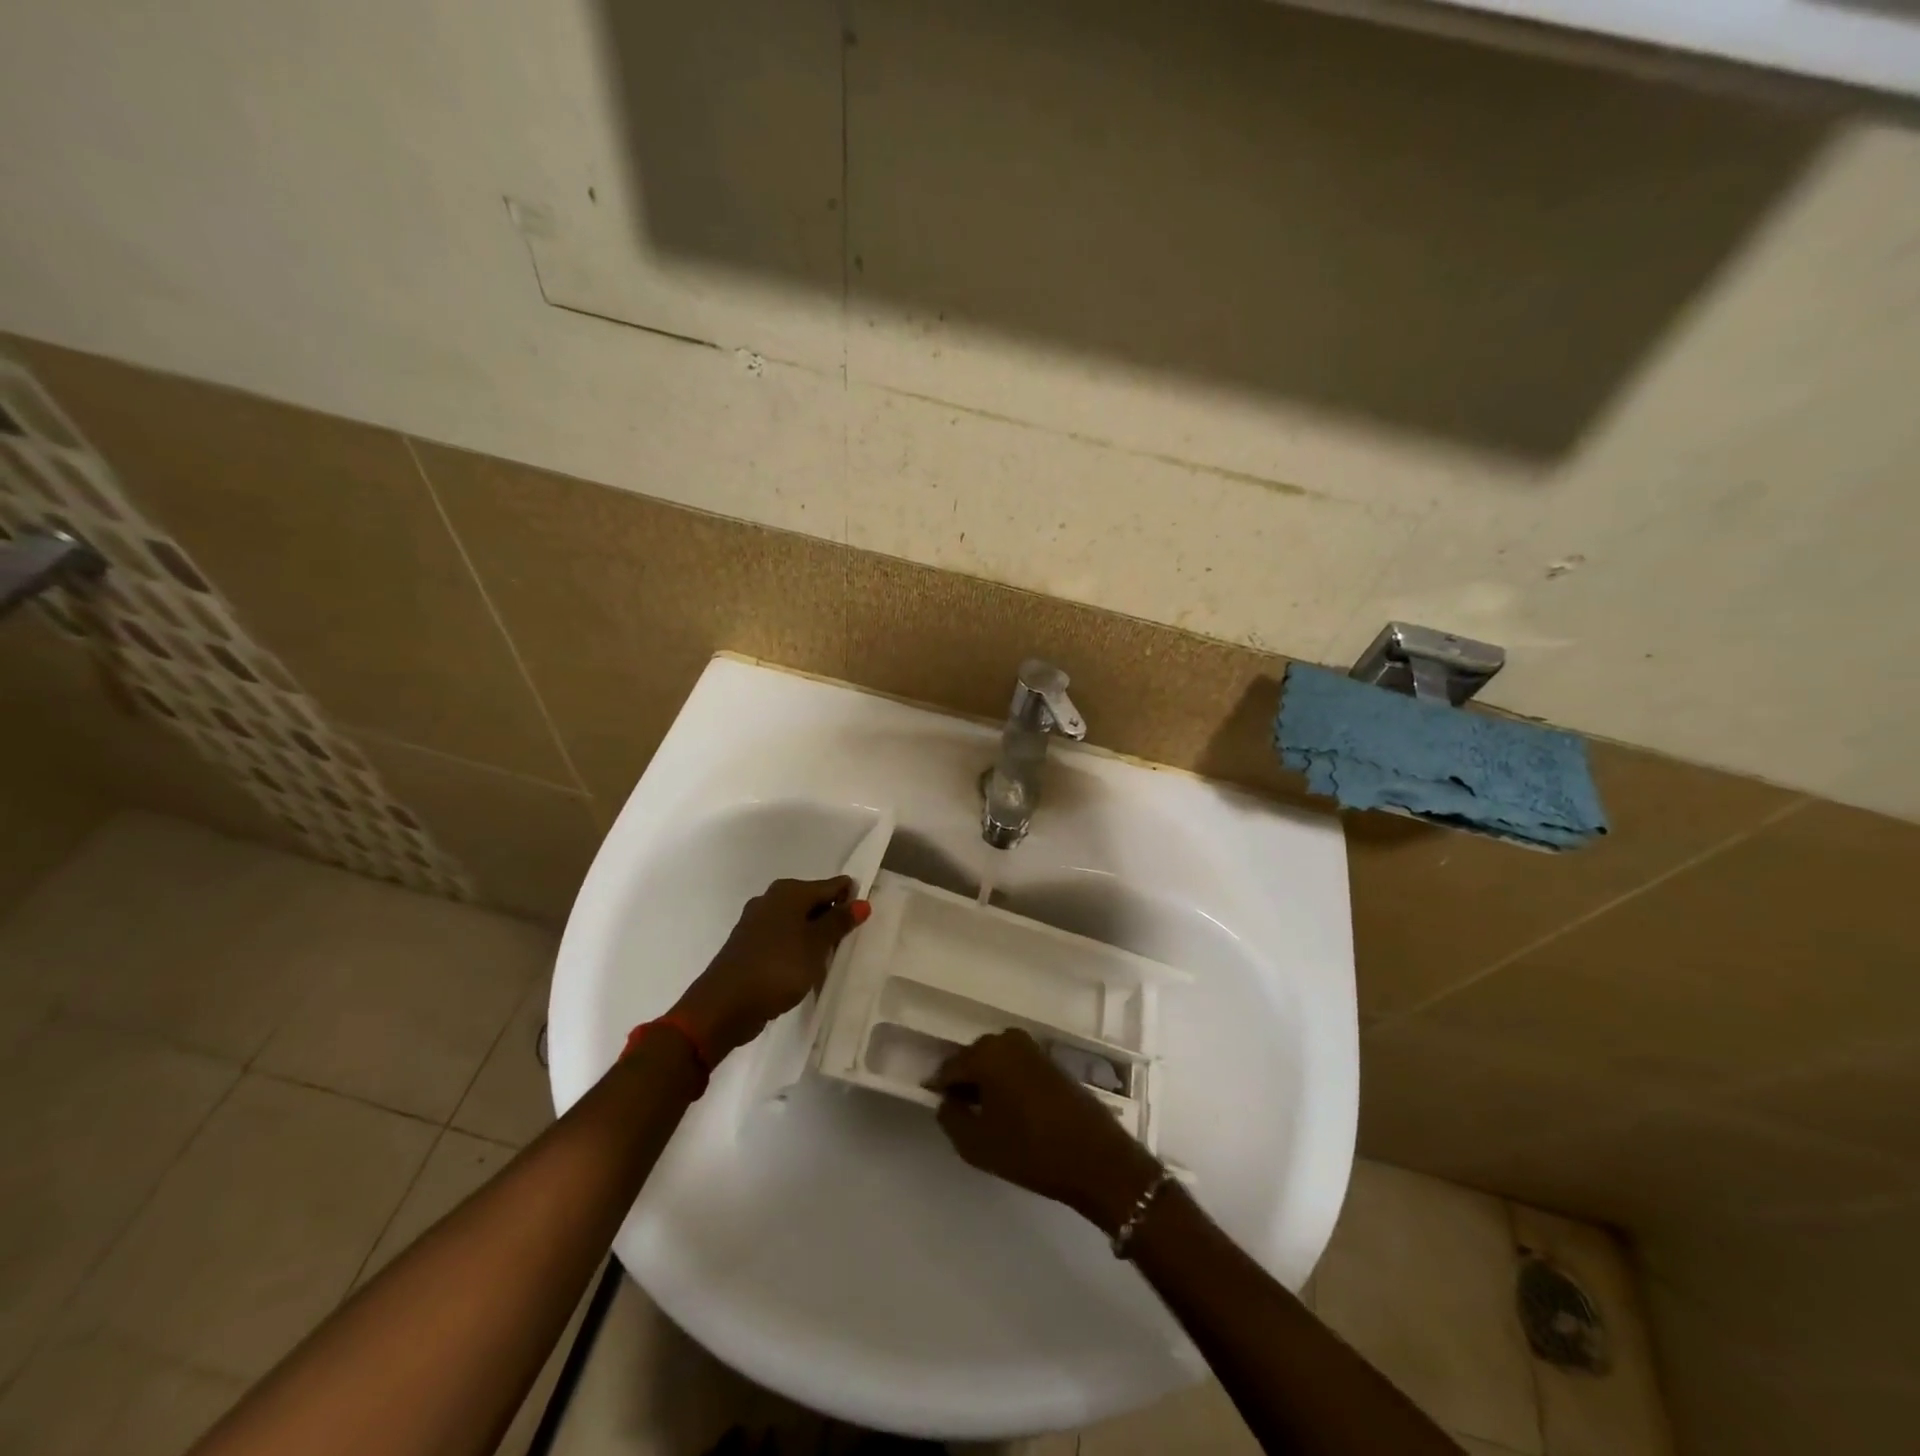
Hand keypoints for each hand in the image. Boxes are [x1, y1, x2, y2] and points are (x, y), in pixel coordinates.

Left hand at [671, 876, 868, 1060]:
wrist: (724, 1006)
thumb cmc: (777, 968)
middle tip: (853, 939)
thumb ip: (838, 922)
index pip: (831, 886)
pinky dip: (798, 948)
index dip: (850, 898)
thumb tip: (861, 902)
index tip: (868, 916)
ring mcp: (757, 923)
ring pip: (797, 922)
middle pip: (813, 902)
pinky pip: (783, 939)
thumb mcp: (816, 945)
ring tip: (833, 957)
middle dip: (833, 918)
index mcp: (788, 892)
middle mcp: (771, 899)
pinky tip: (807, 967)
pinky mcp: (749, 946)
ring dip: (815, 936)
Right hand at [929, 1028, 1162, 1235]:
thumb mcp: (976, 1144)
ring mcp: (1032, 1048)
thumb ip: (951, 1117)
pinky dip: (1008, 1084)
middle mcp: (1007, 1040)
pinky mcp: (1051, 1061)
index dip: (940, 1088)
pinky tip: (1012, 1112)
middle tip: (962, 1115)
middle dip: (965, 1083)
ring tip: (988, 1117)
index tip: (938, 1108)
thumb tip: (947, 1100)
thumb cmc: (1030, 1150)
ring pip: (996, 1062)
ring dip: (988, 1083)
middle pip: (973, 1059)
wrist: (1095, 1157)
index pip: (950, 1067)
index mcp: (986, 1053)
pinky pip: (1016, 1067)